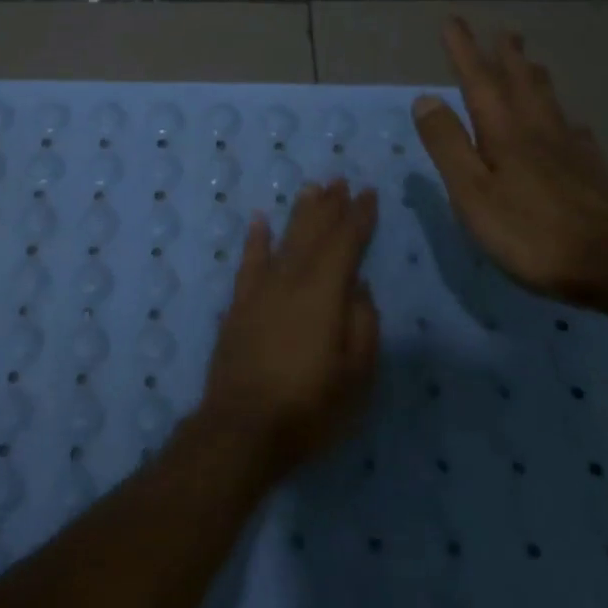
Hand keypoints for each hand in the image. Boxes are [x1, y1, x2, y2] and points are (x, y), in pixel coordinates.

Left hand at [199, 180, 379, 473]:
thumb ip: (363, 326)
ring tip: (311, 188)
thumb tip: (359, 288)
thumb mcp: (356, 376)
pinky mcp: (239, 305)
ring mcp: (260, 291)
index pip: (345, 244)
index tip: (368, 193)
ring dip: (299, 214)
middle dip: (329, 206)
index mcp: (324, 294)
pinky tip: (259, 220)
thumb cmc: (309, 408)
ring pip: (284, 240)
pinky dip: (255, 239)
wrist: (242, 428)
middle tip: (340, 179)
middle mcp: (291, 281)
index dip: (358, 217)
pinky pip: (248, 262)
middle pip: (313, 233)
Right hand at [414, 18, 607, 302]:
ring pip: (550, 102)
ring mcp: (570, 150)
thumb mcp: (471, 190)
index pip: (477, 81)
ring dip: (535, 77)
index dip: (464, 51)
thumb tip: (425, 98)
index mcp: (503, 132)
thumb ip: (448, 144)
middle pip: (521, 83)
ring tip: (531, 62)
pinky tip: (571, 125)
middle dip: (507, 56)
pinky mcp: (592, 172)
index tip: (453, 22)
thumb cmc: (528, 230)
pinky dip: (566, 119)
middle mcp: (538, 130)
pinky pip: (576, 133)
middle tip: (505, 31)